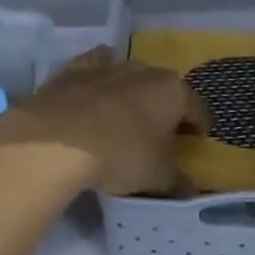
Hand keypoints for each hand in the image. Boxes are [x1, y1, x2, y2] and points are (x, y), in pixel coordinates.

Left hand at [0, 48, 206, 196]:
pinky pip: (92, 69)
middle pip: (162, 88)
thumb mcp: (157, 178)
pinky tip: (91, 95)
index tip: (195, 140)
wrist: (56, 140)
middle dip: (163, 107)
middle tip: (158, 132)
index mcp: (172, 92)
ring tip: (123, 114)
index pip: (196, 108)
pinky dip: (96, 80)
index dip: (198, 126)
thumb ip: (177, 182)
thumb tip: (190, 188)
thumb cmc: (121, 155)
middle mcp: (143, 71)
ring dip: (130, 91)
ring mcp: (106, 66)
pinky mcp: (72, 70)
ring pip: (127, 74)